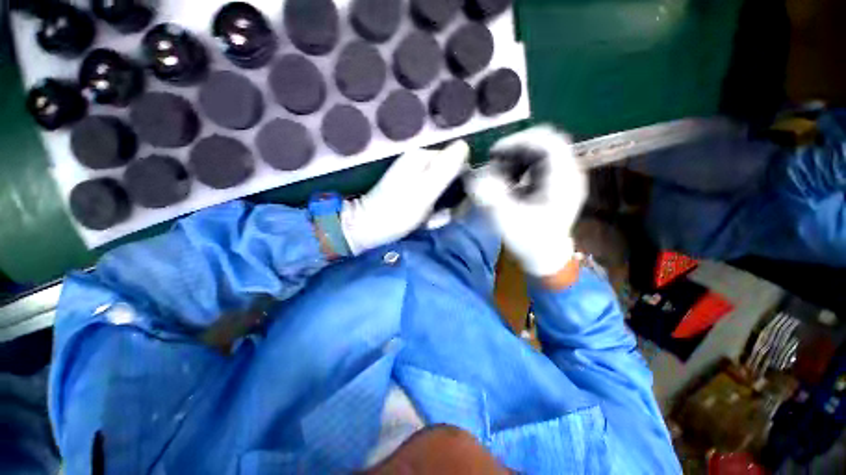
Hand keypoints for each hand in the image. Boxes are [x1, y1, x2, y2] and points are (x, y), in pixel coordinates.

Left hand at [341, 141, 468, 253]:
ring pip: (442, 190)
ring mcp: (414, 178)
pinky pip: (431, 199)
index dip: (462, 181)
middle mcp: (418, 163)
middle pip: (450, 176)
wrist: (367, 228)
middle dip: (451, 198)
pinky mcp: (411, 192)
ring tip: (431, 220)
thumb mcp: (424, 191)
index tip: (458, 201)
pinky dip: (432, 212)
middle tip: (441, 214)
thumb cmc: (397, 212)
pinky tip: (426, 222)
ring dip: (442, 208)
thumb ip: (445, 169)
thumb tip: (465, 144)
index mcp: (421, 157)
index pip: (456, 160)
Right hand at [465, 126, 586, 276]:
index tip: (494, 154)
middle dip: (515, 148)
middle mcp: (568, 173)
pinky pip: (538, 163)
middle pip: (544, 142)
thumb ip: (492, 198)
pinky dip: (520, 165)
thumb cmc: (529, 242)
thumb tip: (475, 178)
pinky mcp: (555, 183)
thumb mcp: (507, 221)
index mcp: (563, 180)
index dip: (518, 141)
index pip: (548, 142)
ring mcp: (563, 177)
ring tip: (500, 172)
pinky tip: (509, 180)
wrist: (545, 258)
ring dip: (516, 156)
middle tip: (494, 162)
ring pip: (540, 151)